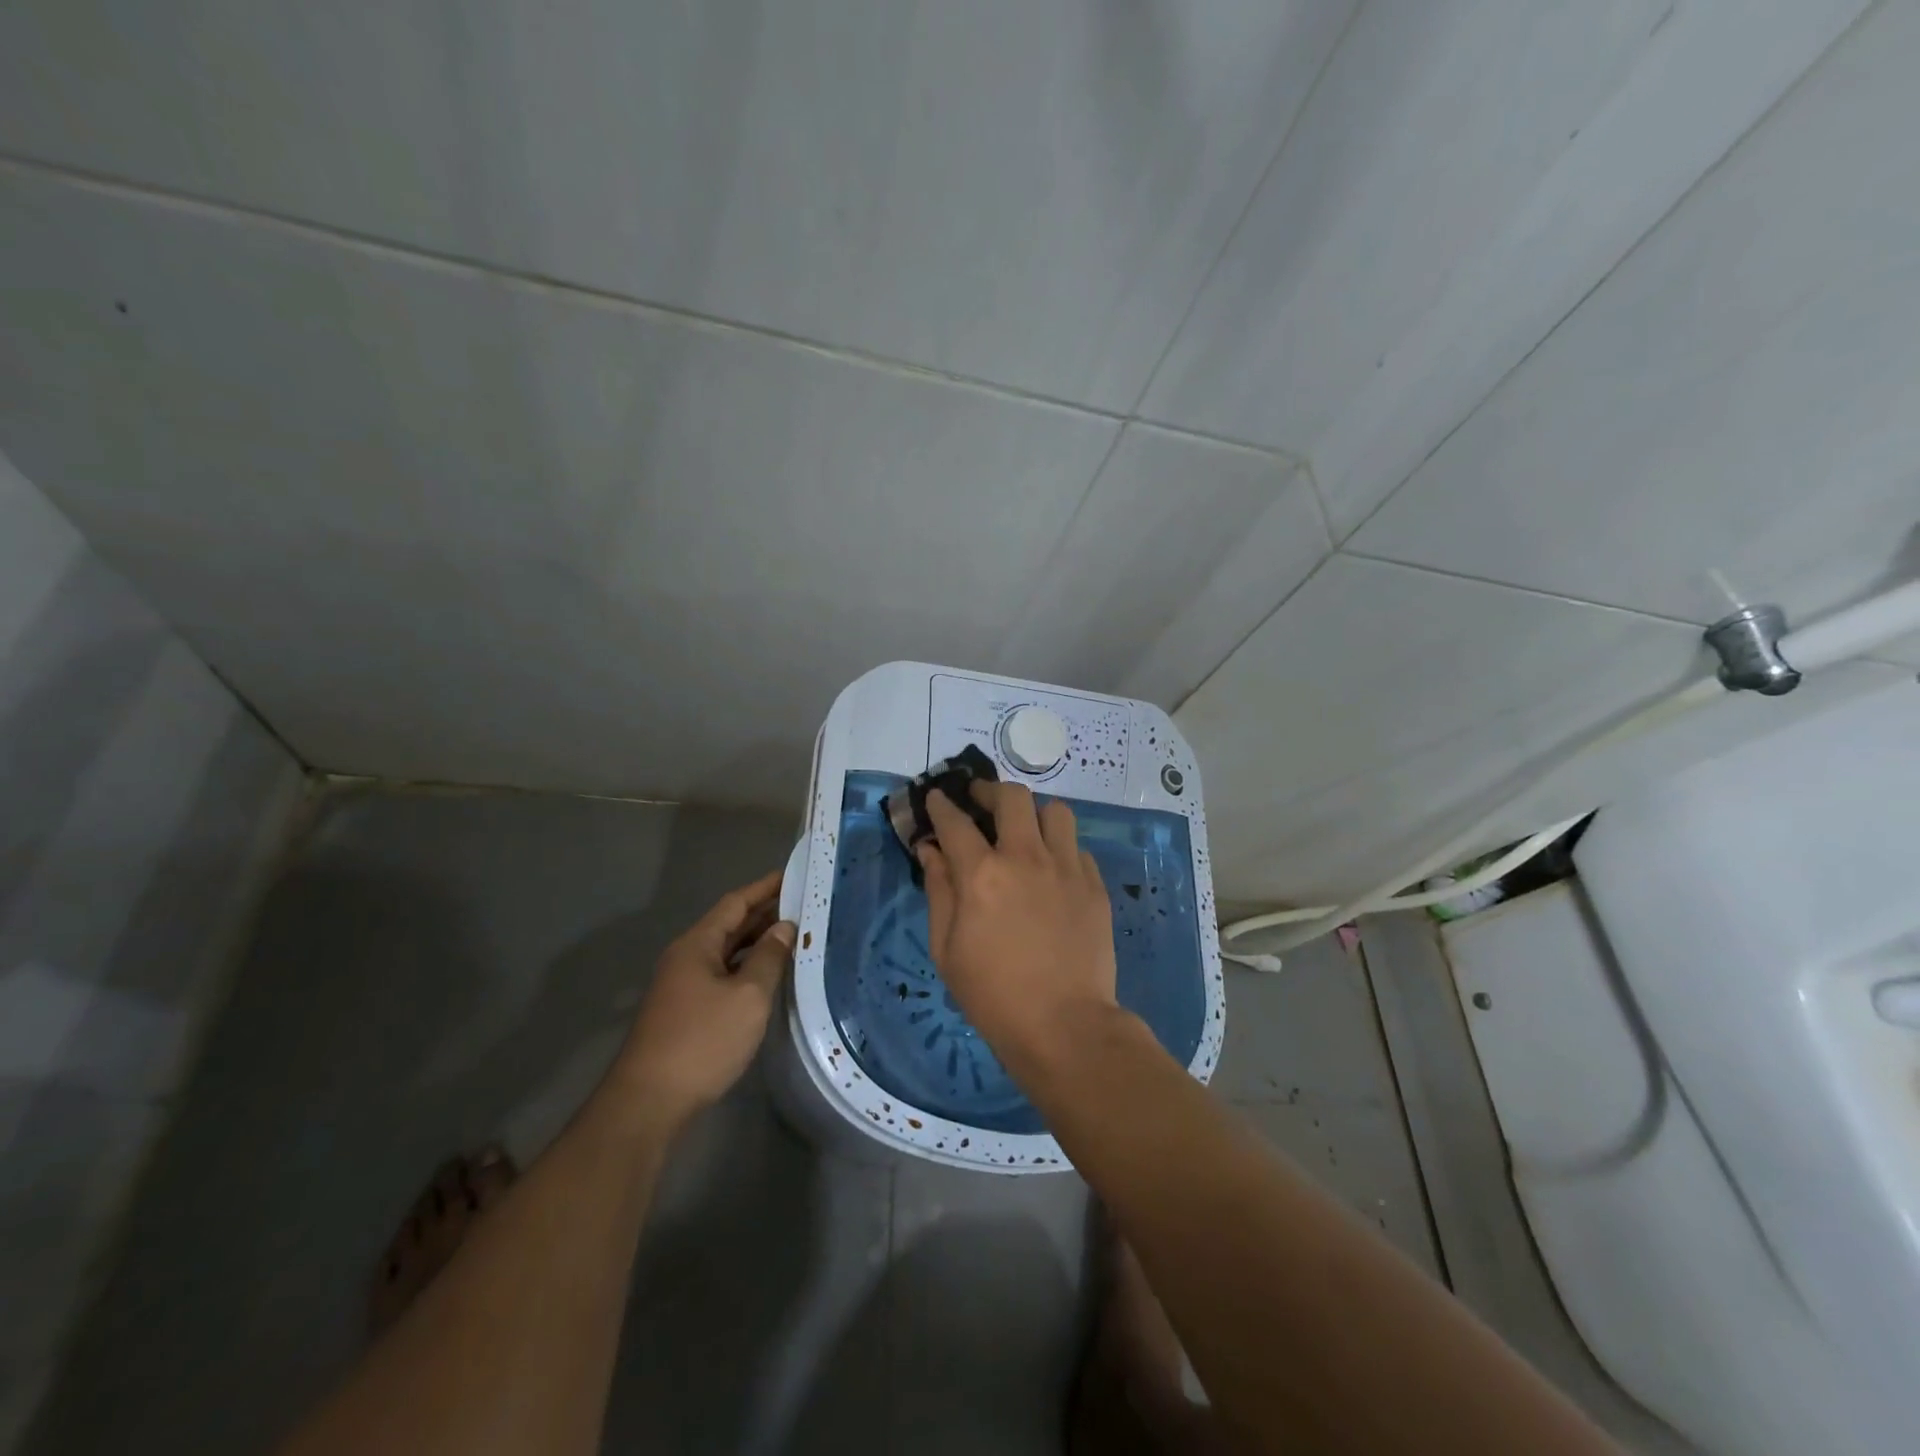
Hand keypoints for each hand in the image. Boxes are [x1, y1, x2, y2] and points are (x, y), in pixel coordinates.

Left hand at [614, 870, 794, 1124]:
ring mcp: (683, 985)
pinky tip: (768, 975)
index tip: (793, 873)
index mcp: (697, 944)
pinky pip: (722, 974)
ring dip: (757, 941)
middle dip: (764, 912)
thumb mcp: (748, 996)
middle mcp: (686, 957)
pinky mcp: (686, 1011)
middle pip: (729, 924)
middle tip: (804, 903)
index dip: (765, 887)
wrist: (649, 1103)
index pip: (735, 903)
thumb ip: (769, 957)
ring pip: (726, 951)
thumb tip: (784, 927)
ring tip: (794, 934)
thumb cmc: (702, 1041)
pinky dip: (747, 967)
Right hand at [918, 783, 1120, 1078]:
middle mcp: (1026, 858)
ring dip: (1033, 814)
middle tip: (981, 803)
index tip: (937, 798)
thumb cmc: (993, 995)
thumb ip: (939, 891)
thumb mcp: (947, 949)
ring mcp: (1066, 868)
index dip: (942, 805)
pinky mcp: (1094, 885)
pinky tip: (1052, 870)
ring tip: (1024, 832)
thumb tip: (931, 851)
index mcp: (982, 874)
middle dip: (990, 791)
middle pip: (1012, 797)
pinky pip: (1077, 846)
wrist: (1064, 1025)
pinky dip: (1060, 848)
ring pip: (1055, 811)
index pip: (956, 822)